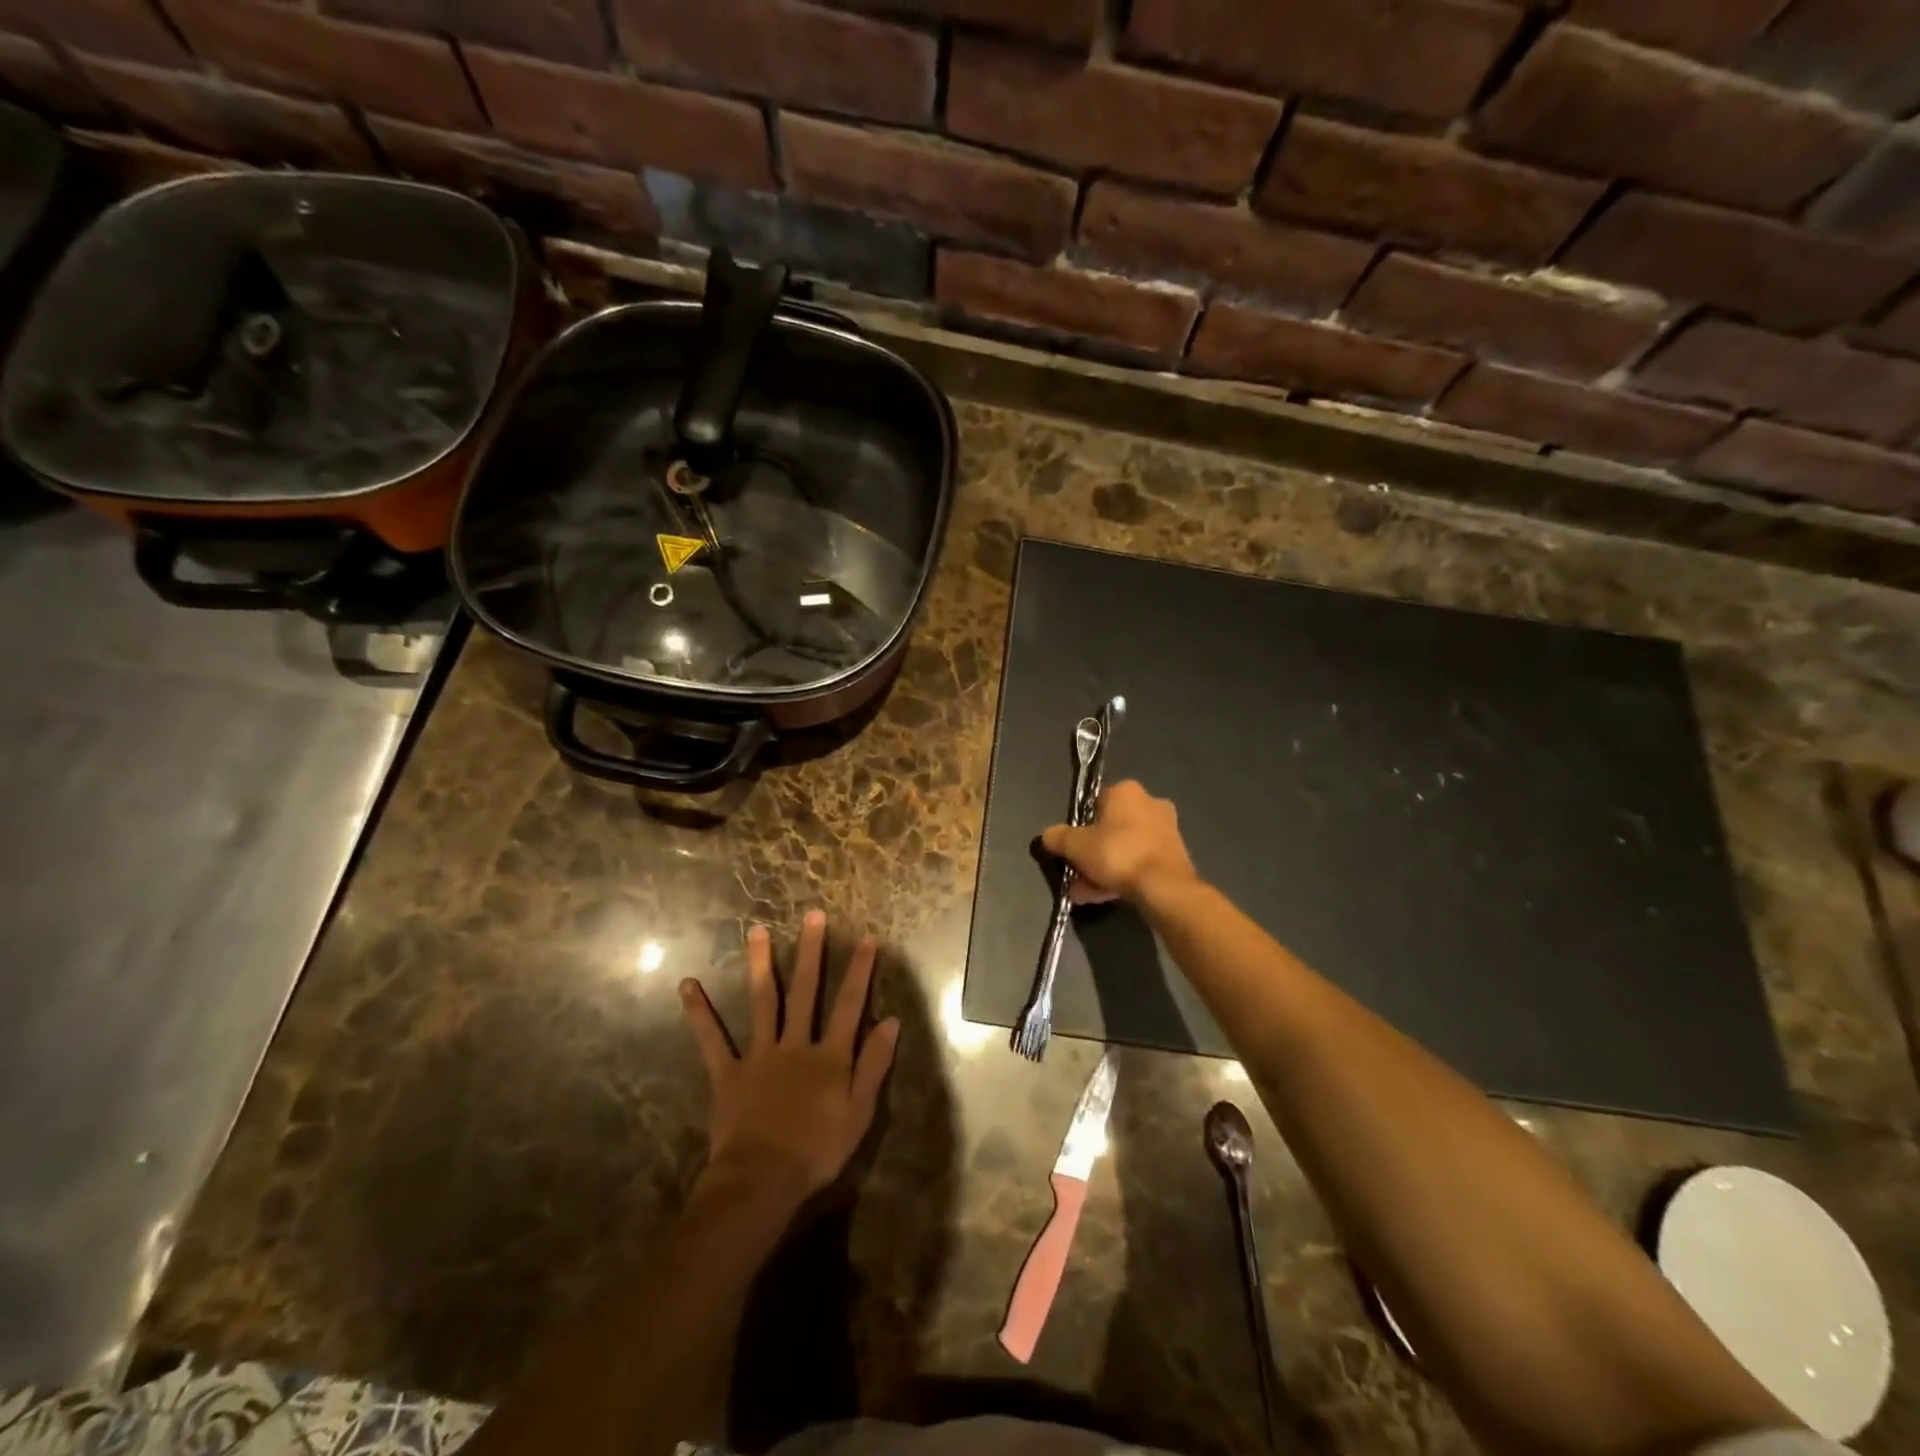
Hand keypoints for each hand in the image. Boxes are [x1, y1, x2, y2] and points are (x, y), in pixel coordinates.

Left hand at [680, 911, 900, 1206]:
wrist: (762, 1181)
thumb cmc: (817, 1151)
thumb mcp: (859, 1112)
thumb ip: (874, 1064)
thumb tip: (891, 1021)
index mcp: (828, 1056)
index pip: (850, 1005)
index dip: (859, 971)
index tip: (866, 938)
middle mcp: (795, 1044)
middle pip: (805, 991)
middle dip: (811, 952)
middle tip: (812, 915)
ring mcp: (759, 1055)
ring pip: (762, 1002)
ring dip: (760, 964)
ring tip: (756, 931)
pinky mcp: (728, 1073)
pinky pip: (712, 1040)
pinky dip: (700, 1013)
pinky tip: (688, 985)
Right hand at [1041, 779, 1196, 904]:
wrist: (1164, 887)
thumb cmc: (1118, 854)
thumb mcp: (1076, 846)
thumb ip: (1058, 837)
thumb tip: (1048, 836)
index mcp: (1126, 791)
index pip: (1095, 803)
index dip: (1079, 827)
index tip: (1071, 848)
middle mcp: (1150, 803)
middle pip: (1110, 828)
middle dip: (1091, 853)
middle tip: (1076, 875)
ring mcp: (1166, 830)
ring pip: (1124, 848)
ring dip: (1104, 868)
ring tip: (1086, 893)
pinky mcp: (1175, 855)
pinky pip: (1139, 862)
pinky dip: (1122, 876)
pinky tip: (1104, 897)